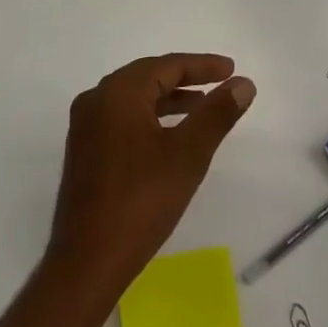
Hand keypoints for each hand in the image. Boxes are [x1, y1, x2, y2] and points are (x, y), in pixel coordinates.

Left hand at [46, 54, 255, 295]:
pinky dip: (149, 118)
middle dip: (185, 79)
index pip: (166, 65)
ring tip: (202, 108)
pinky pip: (121, 119)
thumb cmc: (141, 201)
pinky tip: (169, 137)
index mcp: (118, 93)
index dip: (201, 65)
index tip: (231, 69)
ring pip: (134, 99)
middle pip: (147, 76)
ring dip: (168, 100)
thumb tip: (243, 83)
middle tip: (219, 83)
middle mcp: (96, 100)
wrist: (87, 261)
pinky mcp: (84, 151)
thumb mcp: (188, 155)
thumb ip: (216, 114)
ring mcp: (85, 126)